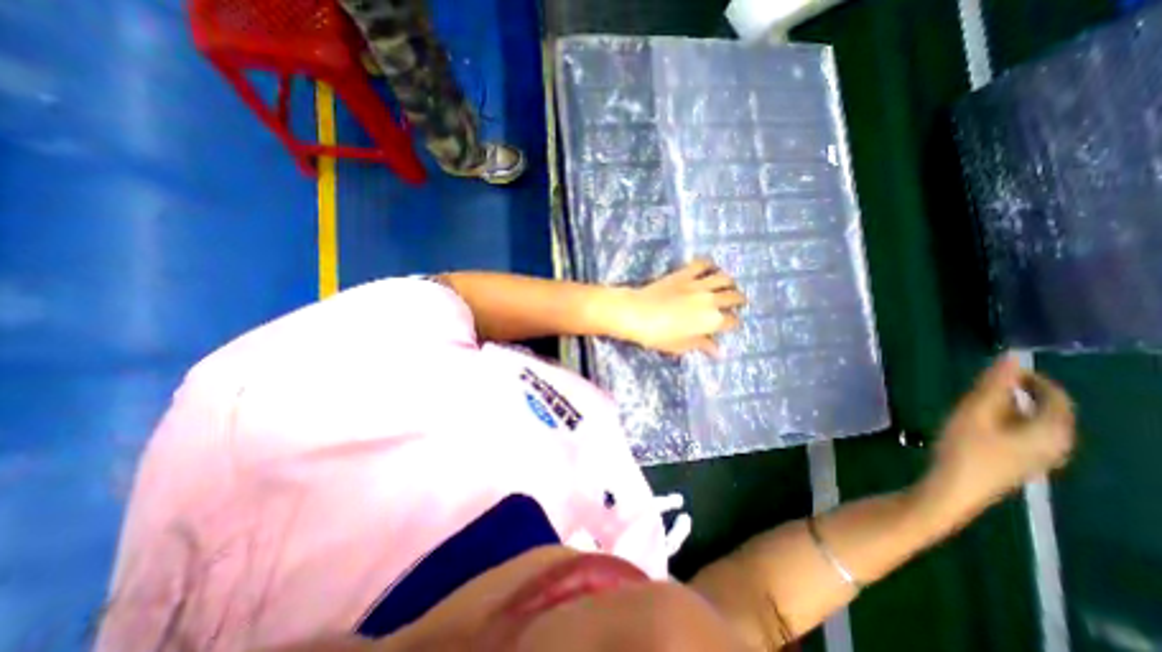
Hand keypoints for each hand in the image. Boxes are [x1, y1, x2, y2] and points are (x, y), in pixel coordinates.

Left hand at [603, 259, 748, 356]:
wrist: (636, 313)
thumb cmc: (657, 335)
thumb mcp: (681, 345)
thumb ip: (701, 345)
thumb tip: (717, 351)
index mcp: (711, 320)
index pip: (732, 321)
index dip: (733, 323)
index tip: (729, 324)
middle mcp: (710, 300)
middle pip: (734, 297)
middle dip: (738, 301)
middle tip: (737, 303)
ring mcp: (698, 284)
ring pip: (724, 278)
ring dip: (729, 282)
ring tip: (728, 286)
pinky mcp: (684, 273)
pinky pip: (702, 264)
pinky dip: (709, 264)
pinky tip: (710, 269)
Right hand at [922, 355, 1074, 520]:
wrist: (954, 489)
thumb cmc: (964, 449)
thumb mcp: (974, 412)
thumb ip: (993, 385)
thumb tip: (1011, 356)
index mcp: (1051, 431)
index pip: (1056, 397)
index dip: (1032, 379)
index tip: (1001, 368)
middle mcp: (1056, 445)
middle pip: (1047, 412)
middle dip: (1019, 393)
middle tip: (985, 383)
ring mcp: (1039, 458)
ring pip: (1033, 425)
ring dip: (1010, 408)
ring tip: (976, 401)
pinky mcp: (1020, 465)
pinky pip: (1023, 436)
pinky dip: (1006, 422)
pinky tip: (978, 424)